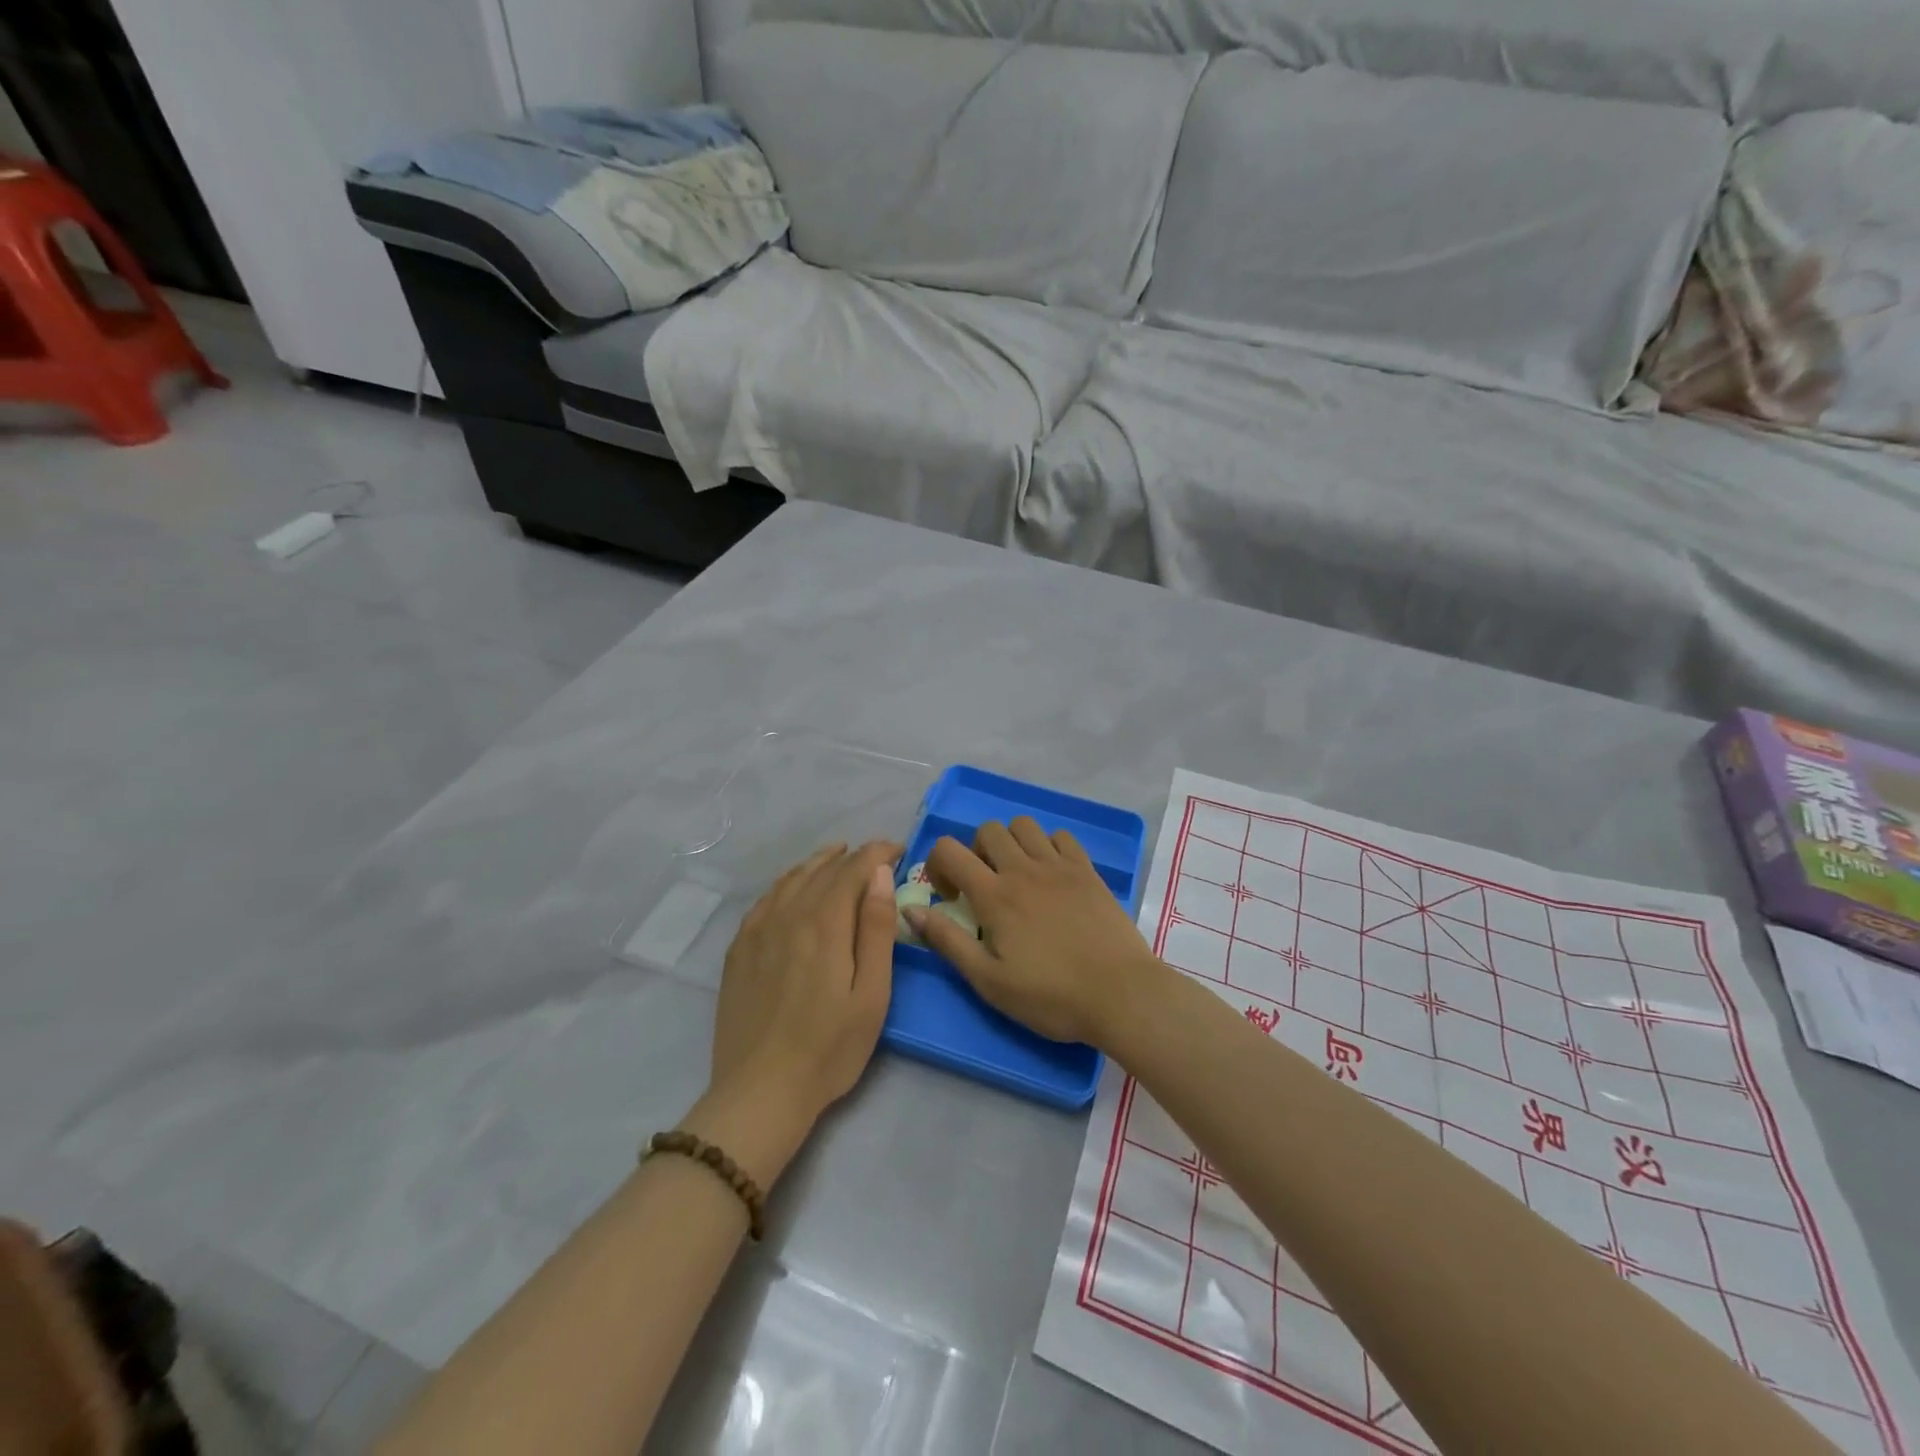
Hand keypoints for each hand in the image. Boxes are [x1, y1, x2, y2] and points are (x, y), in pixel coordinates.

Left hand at [711, 840, 901, 1126]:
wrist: (760, 1091)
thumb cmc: (830, 1048)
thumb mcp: (871, 994)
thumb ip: (876, 930)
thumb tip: (880, 875)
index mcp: (824, 923)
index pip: (853, 868)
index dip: (877, 853)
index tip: (898, 850)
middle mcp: (788, 915)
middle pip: (822, 869)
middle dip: (852, 856)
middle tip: (875, 856)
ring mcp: (757, 931)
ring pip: (791, 879)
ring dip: (818, 862)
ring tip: (837, 855)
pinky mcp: (739, 949)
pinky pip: (765, 899)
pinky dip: (786, 882)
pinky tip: (793, 887)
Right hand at [910, 818, 1162, 1046]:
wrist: (1121, 994)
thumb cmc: (1051, 996)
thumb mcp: (989, 981)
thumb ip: (947, 941)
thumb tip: (911, 910)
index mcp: (995, 895)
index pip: (949, 850)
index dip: (938, 864)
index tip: (949, 897)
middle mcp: (1023, 869)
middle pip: (987, 829)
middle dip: (975, 851)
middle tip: (984, 886)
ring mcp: (1059, 865)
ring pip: (1024, 825)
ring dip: (1011, 842)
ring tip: (1017, 876)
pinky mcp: (1088, 870)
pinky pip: (1061, 836)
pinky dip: (1048, 846)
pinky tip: (1051, 876)